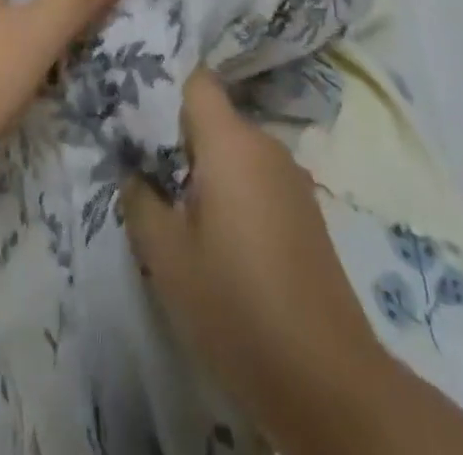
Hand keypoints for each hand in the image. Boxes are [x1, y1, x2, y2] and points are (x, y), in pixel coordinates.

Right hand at [122, 70, 385, 450]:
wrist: (328, 383)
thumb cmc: (235, 304)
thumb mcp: (165, 255)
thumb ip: (139, 199)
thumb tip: (134, 171)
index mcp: (231, 141)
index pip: (196, 80)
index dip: (163, 87)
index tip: (134, 110)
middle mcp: (266, 146)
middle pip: (214, 116)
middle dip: (178, 135)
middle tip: (143, 166)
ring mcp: (291, 179)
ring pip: (235, 150)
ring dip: (205, 168)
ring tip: (174, 204)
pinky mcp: (306, 212)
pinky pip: (256, 179)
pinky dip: (232, 191)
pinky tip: (217, 235)